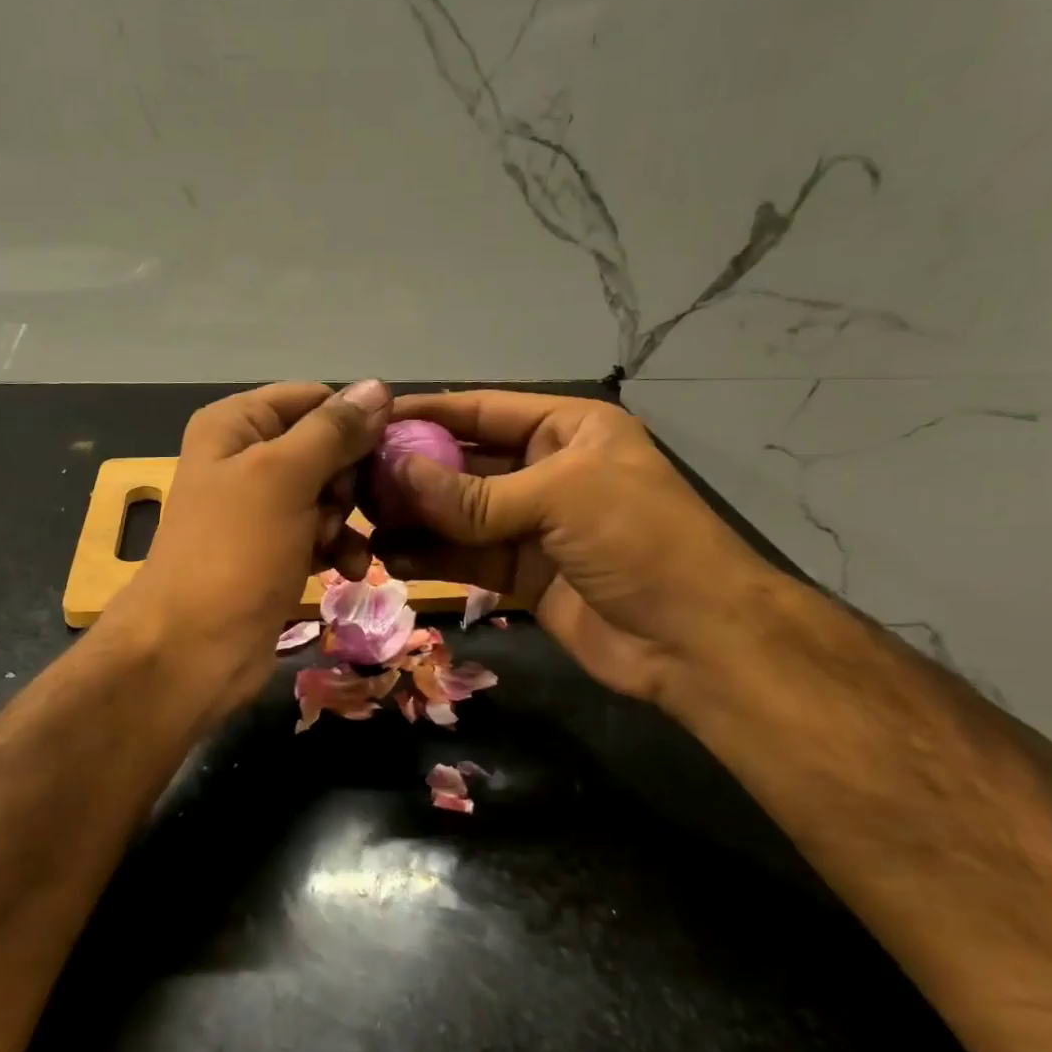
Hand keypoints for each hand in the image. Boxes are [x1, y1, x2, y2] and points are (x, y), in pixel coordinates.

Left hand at [113, 379, 391, 710]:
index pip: (313, 399)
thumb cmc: (234, 552)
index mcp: (235, 425)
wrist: (193, 649)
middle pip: (325, 447)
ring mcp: (260, 509)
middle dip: (346, 480)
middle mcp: (246, 458)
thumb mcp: (283, 479)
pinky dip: (339, 549)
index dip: (352, 422)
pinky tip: (350, 571)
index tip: (387, 453)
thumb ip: (332, 431)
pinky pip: (322, 534)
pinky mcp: (275, 551)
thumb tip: (377, 387)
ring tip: (338, 547)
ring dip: (346, 519)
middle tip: (342, 508)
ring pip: (329, 494)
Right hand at [370, 390, 785, 706]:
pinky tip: (391, 557)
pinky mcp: (522, 573)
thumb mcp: (561, 498)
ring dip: (414, 517)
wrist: (695, 641)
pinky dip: (431, 557)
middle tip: (355, 480)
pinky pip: (466, 557)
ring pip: (459, 515)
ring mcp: (533, 526)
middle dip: (413, 471)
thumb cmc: (640, 541)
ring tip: (362, 520)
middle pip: (465, 463)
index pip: (485, 410)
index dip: (430, 412)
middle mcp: (546, 471)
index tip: (373, 420)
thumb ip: (474, 494)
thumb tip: (396, 473)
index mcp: (568, 430)